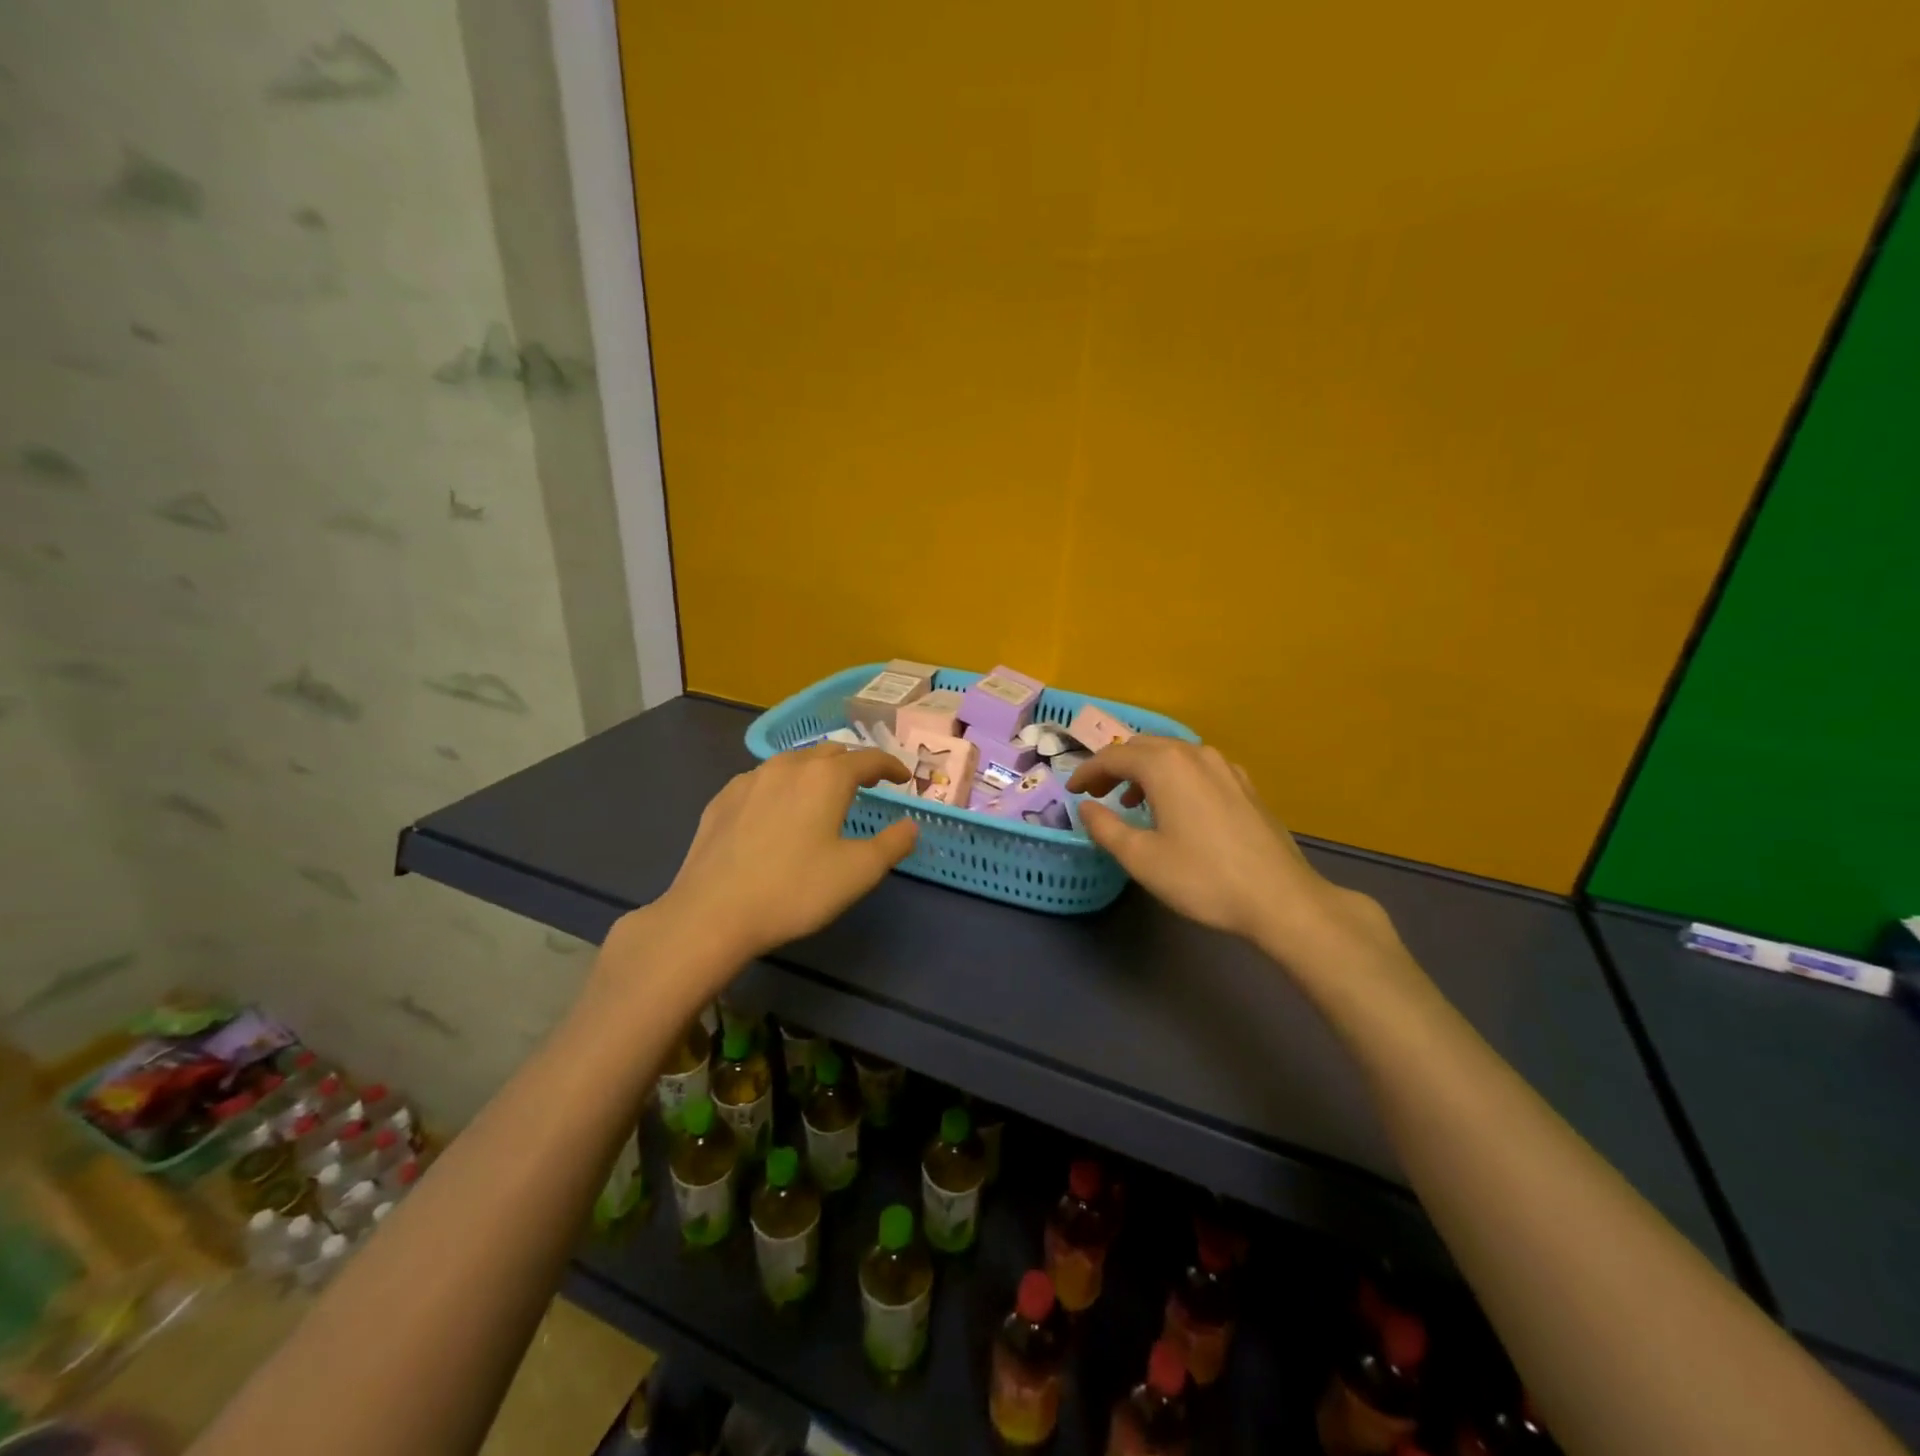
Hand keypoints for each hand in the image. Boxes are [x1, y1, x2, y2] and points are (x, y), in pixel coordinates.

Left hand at [650, 743, 917, 968]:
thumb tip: (910, 826)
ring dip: (816, 770)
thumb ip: (892, 844)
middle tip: (867, 783)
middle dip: (853, 763)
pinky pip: (762, 780)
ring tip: (823, 792)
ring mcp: (750, 779)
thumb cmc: (795, 890)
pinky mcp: (723, 798)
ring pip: (793, 761)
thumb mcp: (858, 872)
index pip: (868, 758)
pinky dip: (782, 785)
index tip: (902, 777)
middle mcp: (789, 766)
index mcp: (827, 777)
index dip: (890, 765)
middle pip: (830, 752)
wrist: (713, 912)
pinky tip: (777, 809)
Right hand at [1067, 737, 1392, 962]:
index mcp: (1165, 766)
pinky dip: (1174, 776)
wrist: (1279, 898)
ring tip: (1132, 800)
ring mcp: (1225, 767)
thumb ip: (1105, 827)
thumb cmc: (1202, 878)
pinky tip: (1177, 805)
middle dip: (1114, 766)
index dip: (1087, 771)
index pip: (1113, 756)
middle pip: (1142, 747)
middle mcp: (1194, 754)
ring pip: (1173, 754)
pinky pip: (1198, 767)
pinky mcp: (1244, 785)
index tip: (1071, 791)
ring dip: (1145, 770)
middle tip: (1096, 793)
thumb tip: (1085, 807)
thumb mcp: (1141, 858)